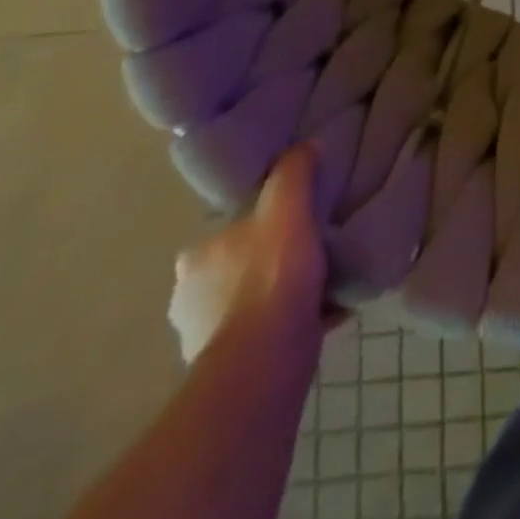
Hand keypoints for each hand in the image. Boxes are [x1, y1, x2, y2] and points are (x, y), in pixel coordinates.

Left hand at [168, 143, 335, 364]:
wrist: (264, 363)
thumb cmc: (271, 278)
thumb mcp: (288, 208)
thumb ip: (294, 172)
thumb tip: (306, 145)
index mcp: (195, 258)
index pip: (229, 230)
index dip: (263, 223)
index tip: (295, 222)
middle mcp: (189, 299)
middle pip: (242, 267)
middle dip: (273, 263)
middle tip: (316, 252)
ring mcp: (205, 341)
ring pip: (254, 304)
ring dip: (283, 297)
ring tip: (327, 284)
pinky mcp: (230, 372)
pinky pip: (270, 335)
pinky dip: (294, 324)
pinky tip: (330, 312)